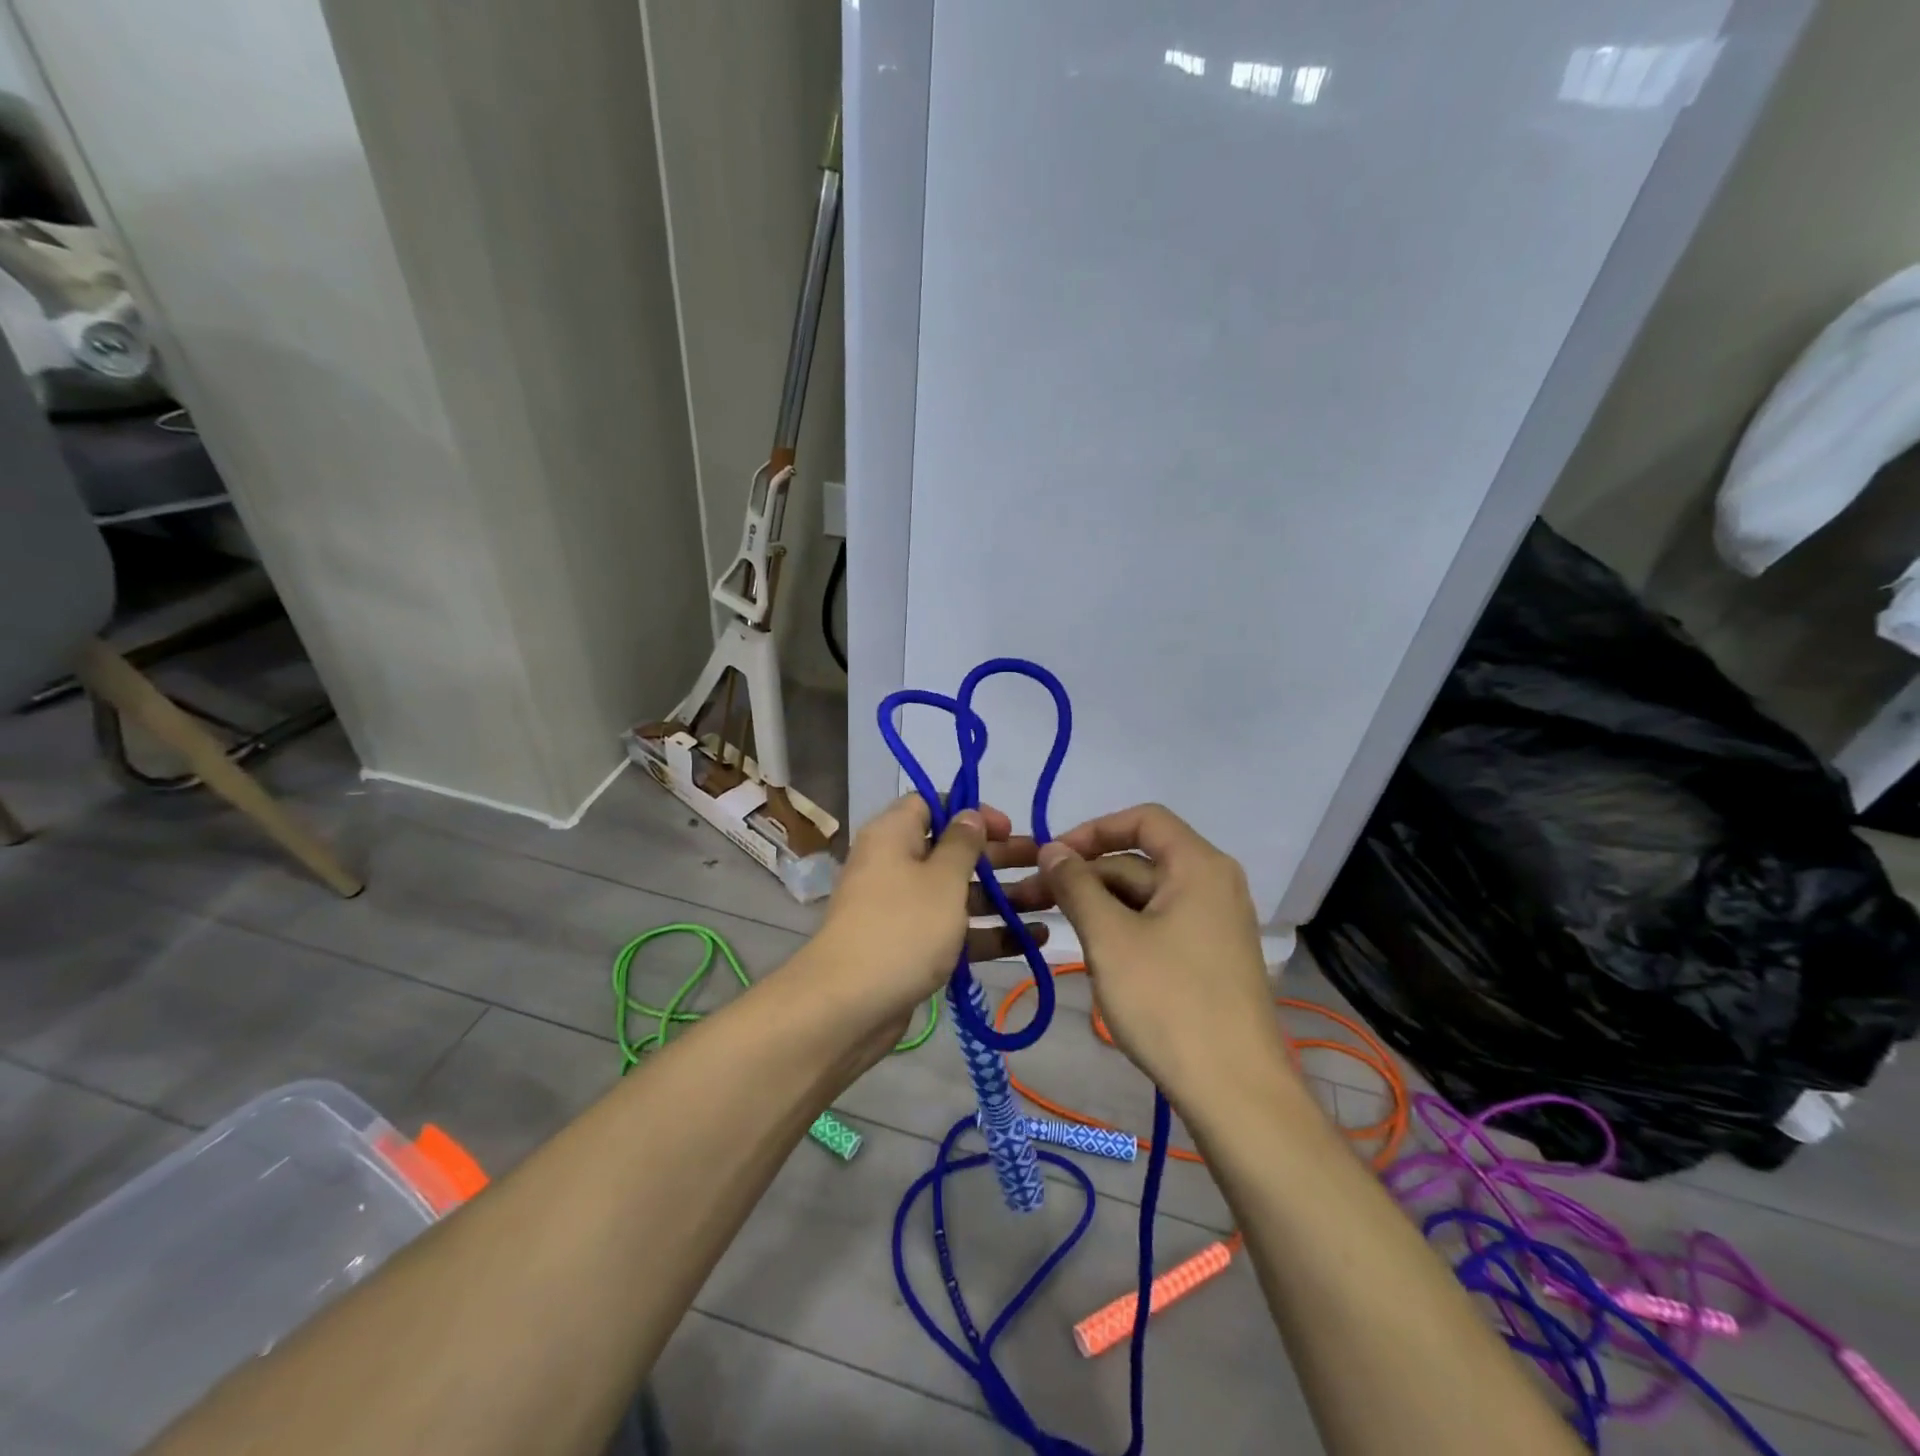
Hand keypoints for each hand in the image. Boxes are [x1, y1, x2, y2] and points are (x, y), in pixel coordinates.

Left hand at [812, 795, 1045, 1038]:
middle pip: (952, 851)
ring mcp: (903, 909)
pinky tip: (1032, 940)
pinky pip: (953, 930)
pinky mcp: (911, 947)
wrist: (849, 1005)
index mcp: (893, 836)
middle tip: (1043, 863)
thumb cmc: (903, 926)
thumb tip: (969, 814)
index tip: (1006, 827)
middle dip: (999, 857)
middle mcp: (895, 865)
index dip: (970, 812)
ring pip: (958, 894)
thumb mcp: (942, 879)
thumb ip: (963, 843)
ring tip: (1050, 901)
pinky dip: (987, 932)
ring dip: (1002, 897)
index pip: (931, 805)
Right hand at [1031, 804, 1288, 1101]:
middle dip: (1086, 874)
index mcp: (1198, 866)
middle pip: (1140, 859)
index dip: (1093, 829)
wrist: (1235, 1091)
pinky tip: (1094, 954)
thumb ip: (1076, 885)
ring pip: (1145, 896)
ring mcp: (1214, 923)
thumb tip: (1051, 849)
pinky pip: (1159, 924)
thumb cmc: (1169, 1002)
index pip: (1143, 819)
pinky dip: (1123, 929)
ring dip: (1099, 904)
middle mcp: (1213, 884)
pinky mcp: (1210, 956)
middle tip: (1032, 896)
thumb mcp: (1110, 938)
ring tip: (1056, 927)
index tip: (1053, 855)